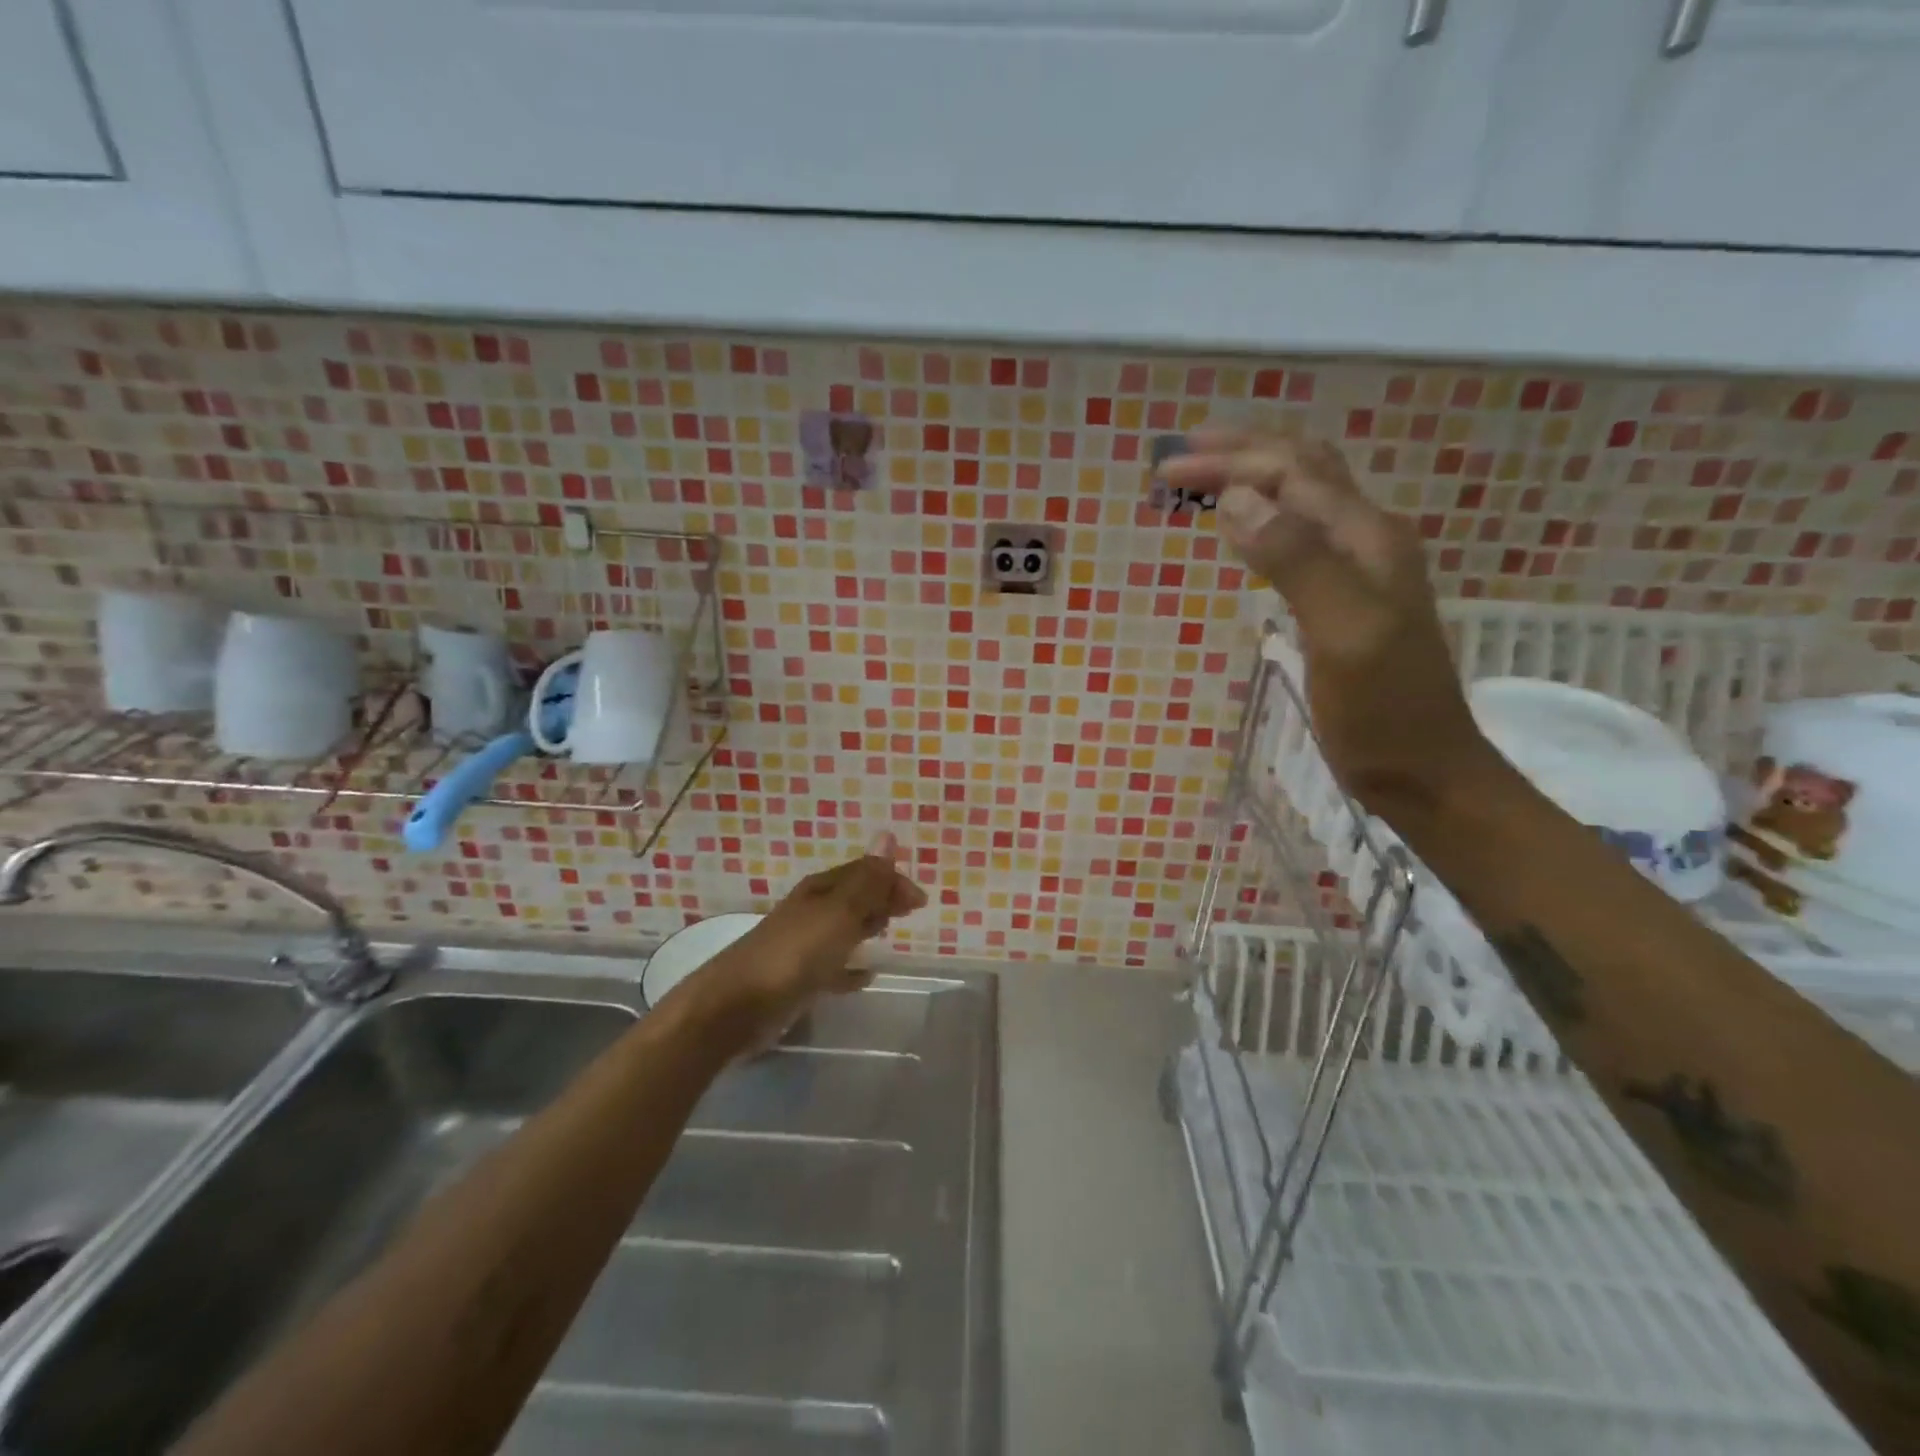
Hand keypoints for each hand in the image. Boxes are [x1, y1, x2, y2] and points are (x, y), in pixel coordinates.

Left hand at [690, 833, 926, 1048]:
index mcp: (821, 890)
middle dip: (881, 899)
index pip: (864, 872)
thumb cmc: (796, 953)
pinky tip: (865, 976)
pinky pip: (833, 966)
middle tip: (909, 912)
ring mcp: (802, 945)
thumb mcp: (839, 912)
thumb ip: (867, 880)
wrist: (737, 1005)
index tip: (920, 901)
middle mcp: (811, 911)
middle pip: (853, 897)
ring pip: (843, 928)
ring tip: (888, 934)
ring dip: (866, 926)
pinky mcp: (797, 978)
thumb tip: (887, 835)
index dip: (892, 880)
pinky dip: (850, 968)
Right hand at [1164, 428, 1501, 817]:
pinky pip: (1302, 535)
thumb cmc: (1381, 710)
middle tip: (1179, 457)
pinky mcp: (1347, 597)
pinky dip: (1265, 516)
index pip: (1292, 474)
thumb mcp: (1342, 632)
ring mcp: (1361, 568)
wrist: (1424, 769)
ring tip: (1205, 478)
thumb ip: (1296, 561)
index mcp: (1366, 538)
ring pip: (1305, 498)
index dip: (1230, 462)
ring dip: (1254, 476)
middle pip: (1303, 470)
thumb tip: (1238, 499)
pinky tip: (1246, 529)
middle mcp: (1367, 539)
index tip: (1168, 471)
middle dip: (1240, 453)